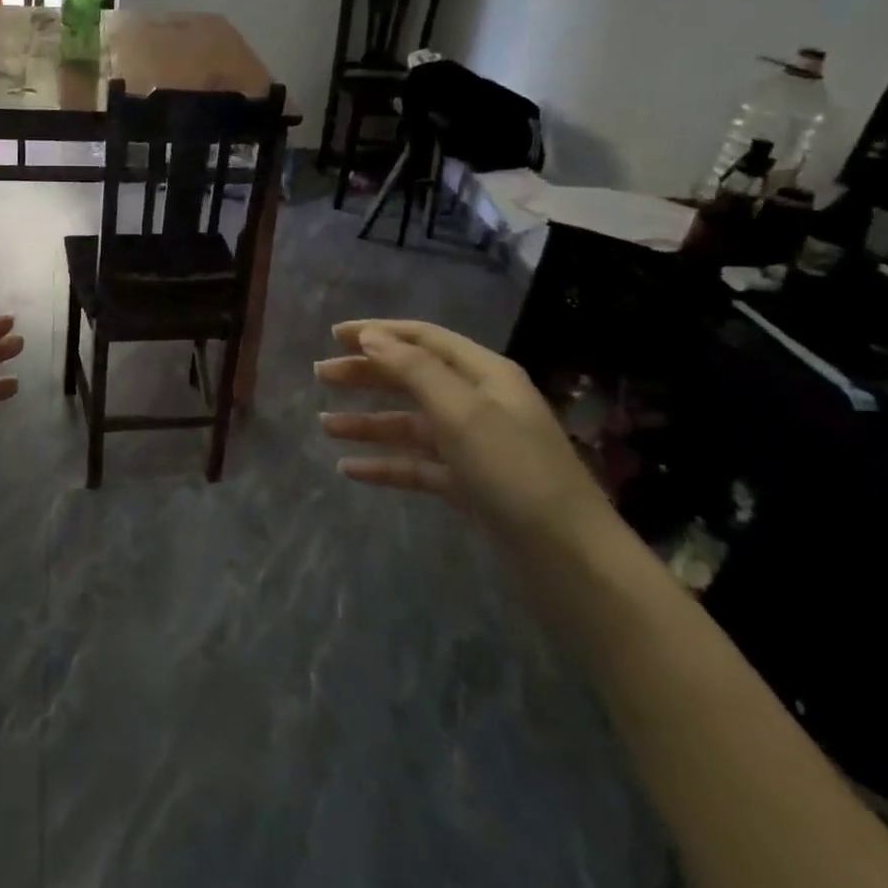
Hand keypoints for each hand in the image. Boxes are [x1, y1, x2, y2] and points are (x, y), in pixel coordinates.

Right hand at [315, 319, 612, 549]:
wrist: (567, 555)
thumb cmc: (514, 470)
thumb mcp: (462, 412)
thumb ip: (414, 370)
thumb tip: (371, 337)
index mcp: (485, 374)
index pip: (424, 338)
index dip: (379, 332)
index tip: (334, 335)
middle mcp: (478, 403)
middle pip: (412, 378)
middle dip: (366, 375)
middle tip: (320, 375)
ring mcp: (473, 445)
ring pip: (409, 424)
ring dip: (368, 422)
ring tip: (324, 425)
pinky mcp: (467, 483)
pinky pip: (416, 464)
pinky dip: (385, 464)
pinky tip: (350, 469)